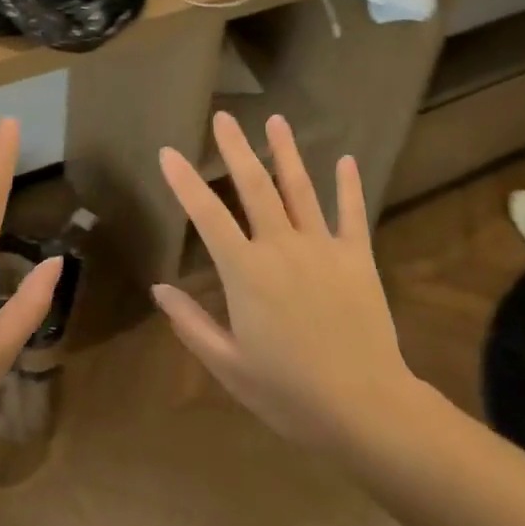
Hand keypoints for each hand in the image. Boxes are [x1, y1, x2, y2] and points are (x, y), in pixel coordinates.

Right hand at [153, 112, 414, 452]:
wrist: (365, 408)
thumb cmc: (289, 392)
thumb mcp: (228, 365)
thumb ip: (191, 323)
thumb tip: (159, 288)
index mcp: (246, 271)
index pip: (207, 215)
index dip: (184, 181)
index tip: (168, 152)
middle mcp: (281, 246)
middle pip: (255, 187)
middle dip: (236, 148)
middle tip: (224, 117)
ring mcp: (323, 248)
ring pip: (300, 189)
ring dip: (286, 152)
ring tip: (276, 120)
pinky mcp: (357, 258)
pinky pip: (351, 214)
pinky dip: (348, 186)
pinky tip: (345, 160)